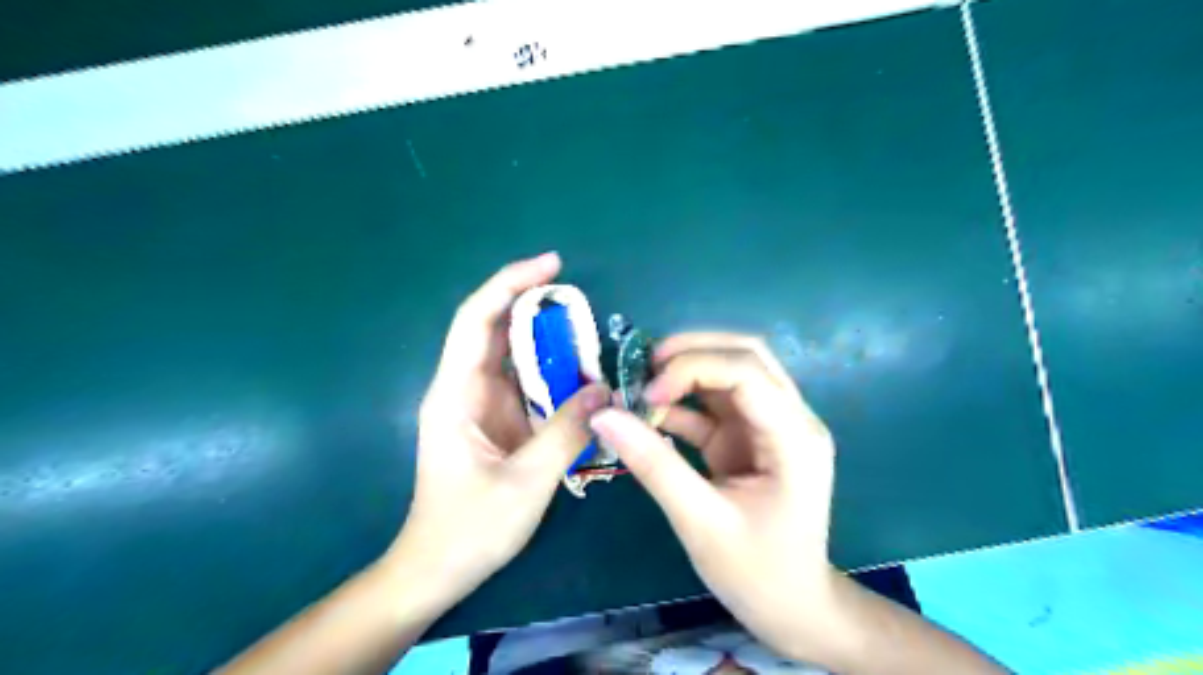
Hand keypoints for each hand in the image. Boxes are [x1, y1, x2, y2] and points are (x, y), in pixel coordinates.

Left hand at [387, 254, 606, 600]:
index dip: (510, 283)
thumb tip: (603, 390)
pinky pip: (524, 382)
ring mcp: (479, 405)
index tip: (551, 265)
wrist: (437, 569)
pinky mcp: (495, 421)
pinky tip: (578, 372)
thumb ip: (565, 432)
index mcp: (455, 394)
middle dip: (533, 304)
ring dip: (546, 339)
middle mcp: (463, 389)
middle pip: (494, 328)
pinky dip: (550, 370)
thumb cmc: (470, 529)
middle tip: (580, 298)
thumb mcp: (525, 482)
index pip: (476, 320)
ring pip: (511, 355)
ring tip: (588, 332)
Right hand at [592, 335, 839, 660]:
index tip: (647, 394)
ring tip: (638, 387)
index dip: (692, 368)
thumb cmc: (757, 573)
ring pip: (728, 372)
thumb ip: (653, 464)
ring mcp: (770, 426)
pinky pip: (715, 405)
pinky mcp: (749, 438)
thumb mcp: (700, 522)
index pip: (747, 371)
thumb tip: (603, 415)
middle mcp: (789, 418)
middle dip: (691, 353)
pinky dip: (682, 402)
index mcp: (794, 437)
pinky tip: (649, 413)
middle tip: (642, 367)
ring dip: (684, 373)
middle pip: (744, 356)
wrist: (793, 609)